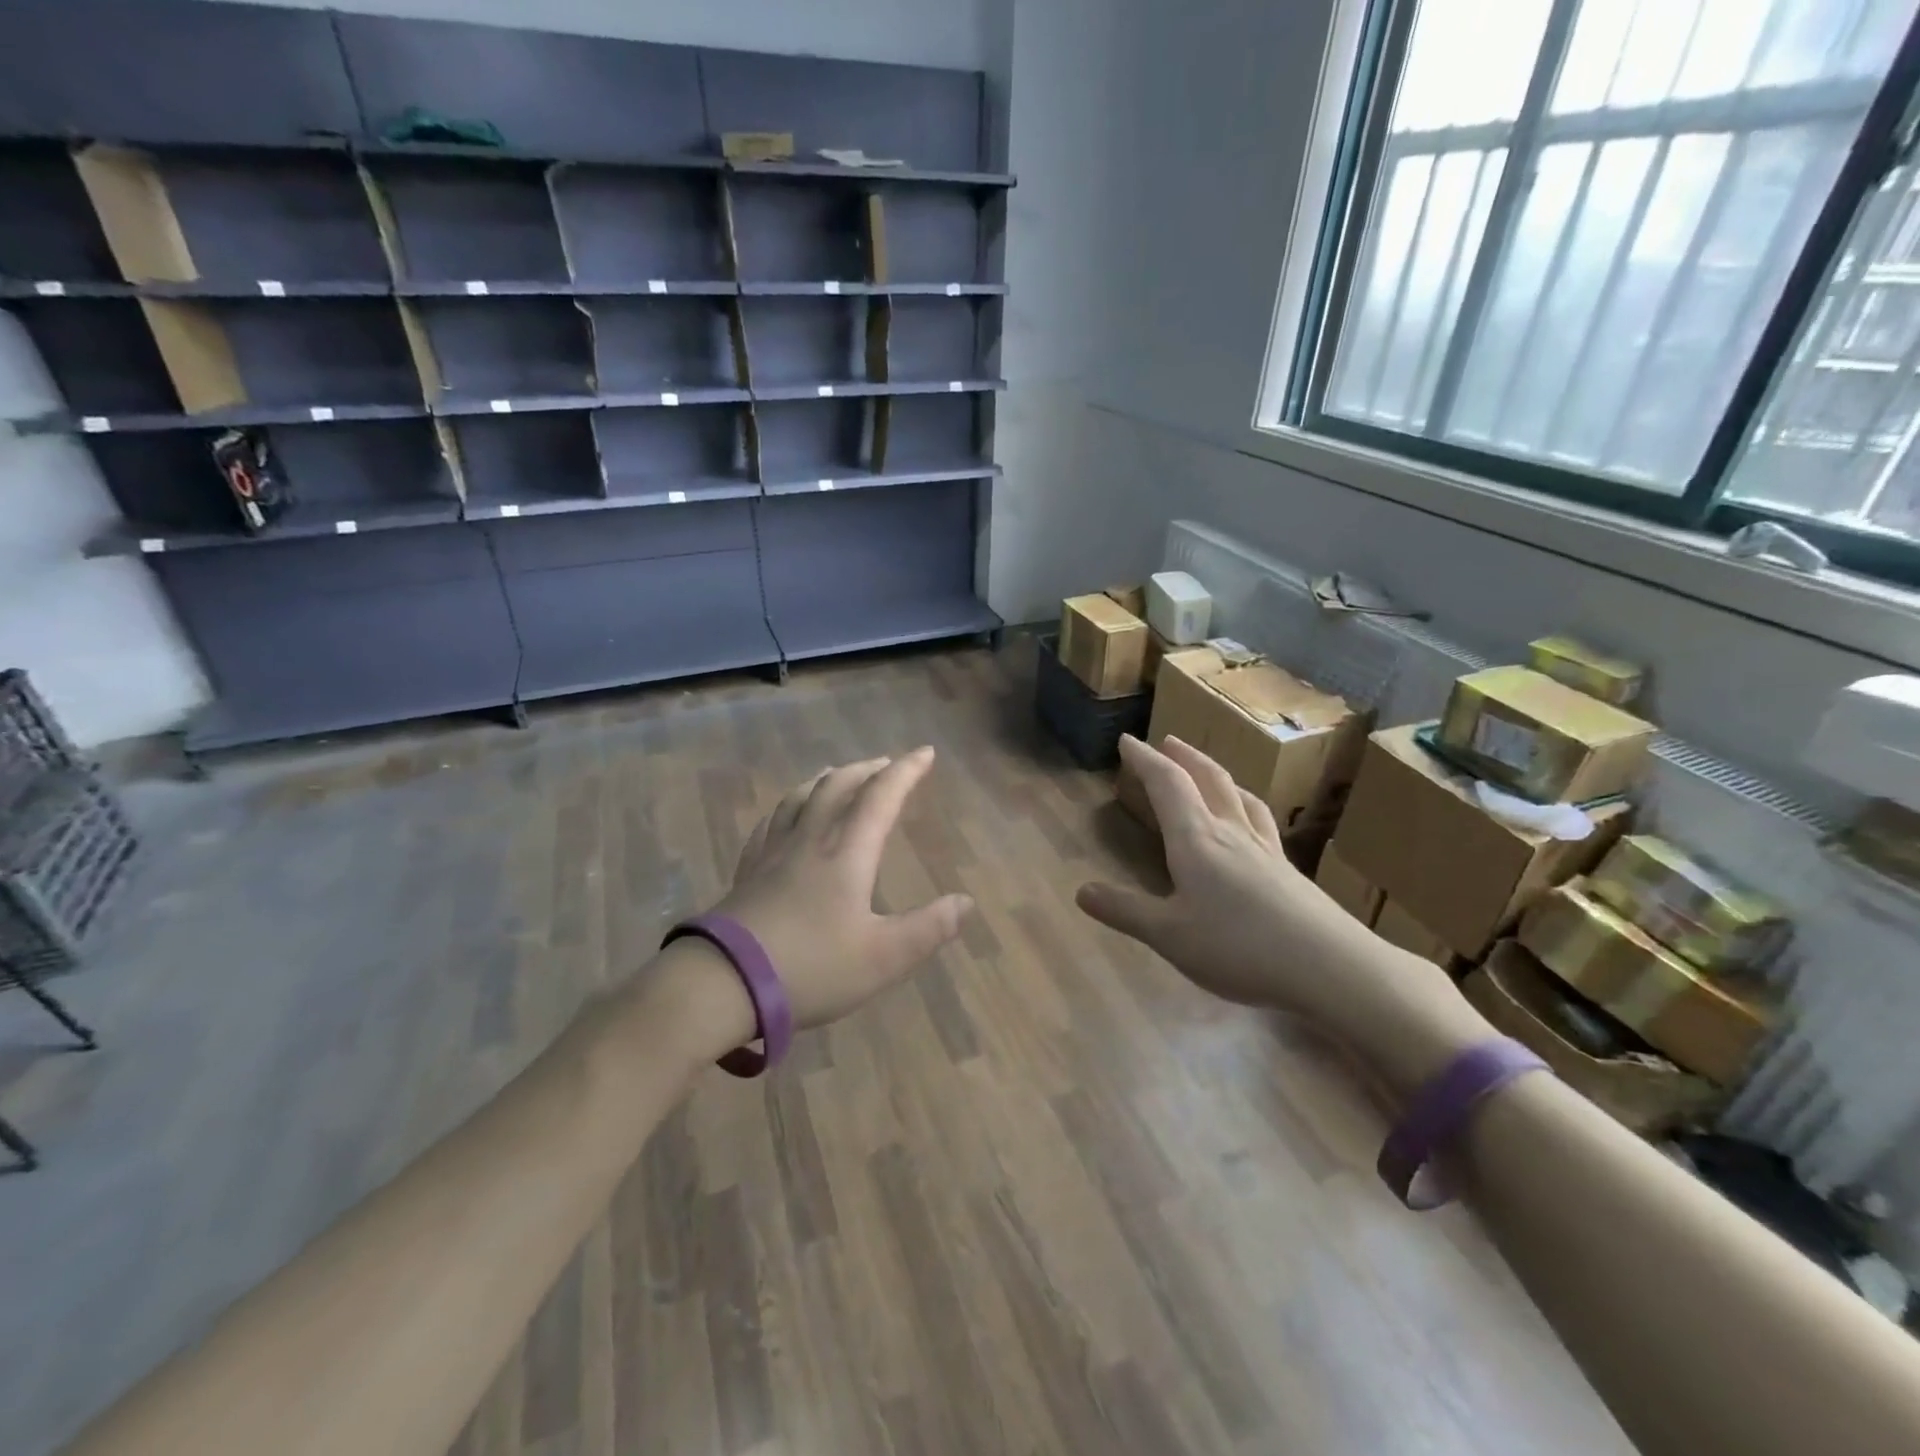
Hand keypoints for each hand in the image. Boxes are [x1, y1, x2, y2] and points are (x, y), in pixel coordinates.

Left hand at [710, 746, 974, 1029]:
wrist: (723, 982)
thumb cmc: (810, 967)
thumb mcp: (882, 957)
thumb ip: (928, 929)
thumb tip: (966, 902)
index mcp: (846, 852)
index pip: (881, 797)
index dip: (906, 771)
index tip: (925, 752)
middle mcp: (809, 840)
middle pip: (838, 786)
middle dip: (868, 769)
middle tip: (886, 764)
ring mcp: (773, 853)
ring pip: (801, 798)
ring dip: (827, 779)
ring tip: (838, 774)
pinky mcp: (748, 871)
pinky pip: (771, 823)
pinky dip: (788, 807)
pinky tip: (785, 815)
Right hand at [1078, 736, 1435, 1018]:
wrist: (1331, 966)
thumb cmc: (1239, 947)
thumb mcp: (1170, 935)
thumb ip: (1125, 911)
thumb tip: (1081, 891)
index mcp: (1197, 840)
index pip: (1167, 785)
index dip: (1145, 760)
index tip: (1128, 741)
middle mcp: (1231, 833)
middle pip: (1208, 780)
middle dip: (1184, 757)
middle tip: (1168, 742)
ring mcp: (1266, 850)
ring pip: (1239, 797)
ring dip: (1217, 775)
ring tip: (1208, 772)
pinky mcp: (1289, 872)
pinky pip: (1261, 823)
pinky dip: (1245, 807)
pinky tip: (1251, 824)